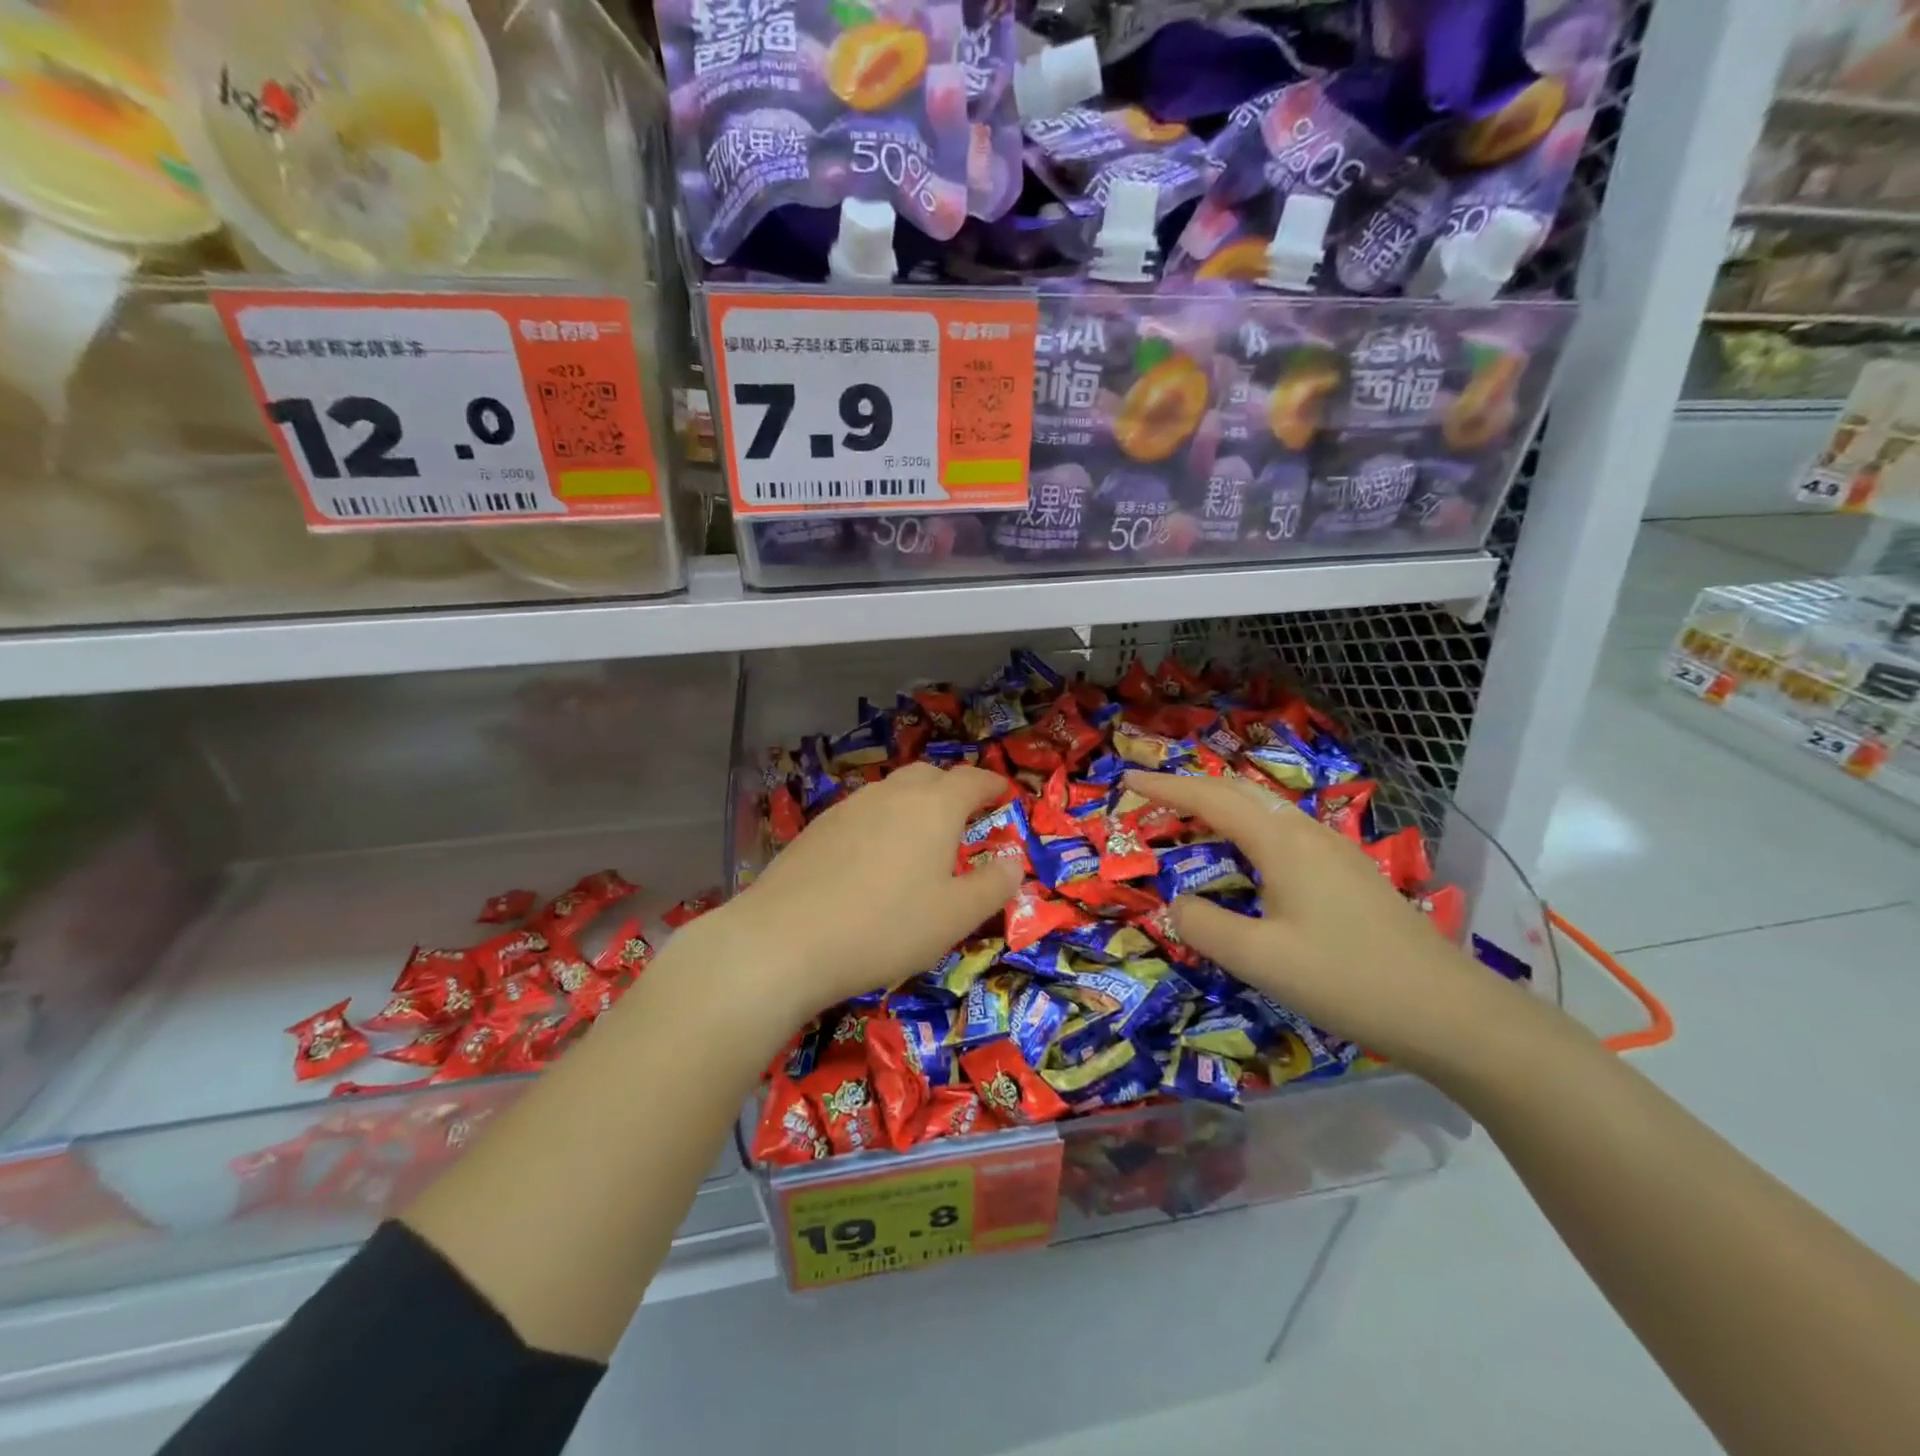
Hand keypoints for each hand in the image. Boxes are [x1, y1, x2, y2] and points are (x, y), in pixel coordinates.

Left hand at [699, 764, 1021, 1022]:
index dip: (992, 783)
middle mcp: (892, 795)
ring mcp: (849, 807)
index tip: (1004, 793)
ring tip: (919, 839)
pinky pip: (862, 813)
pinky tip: (872, 859)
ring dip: (913, 805)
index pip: (971, 779)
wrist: (785, 939)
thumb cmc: (886, 927)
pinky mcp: (817, 828)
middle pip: (929, 775)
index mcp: (934, 807)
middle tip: (964, 817)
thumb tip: (1013, 860)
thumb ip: (993, 885)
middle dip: (952, 789)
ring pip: (891, 792)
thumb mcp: (955, 917)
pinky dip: (880, 823)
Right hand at [1123, 770, 1506, 1073]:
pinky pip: (1282, 831)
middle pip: (1239, 791)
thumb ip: (1205, 926)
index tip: (1125, 781)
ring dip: (1219, 806)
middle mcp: (1306, 833)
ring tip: (1187, 820)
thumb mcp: (1260, 960)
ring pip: (1264, 810)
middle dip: (1190, 787)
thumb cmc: (1347, 980)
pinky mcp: (1347, 872)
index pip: (1210, 799)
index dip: (1164, 788)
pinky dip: (1245, 828)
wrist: (1449, 1011)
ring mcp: (1333, 850)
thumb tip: (1178, 903)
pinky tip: (1244, 858)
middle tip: (1149, 796)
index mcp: (1282, 843)